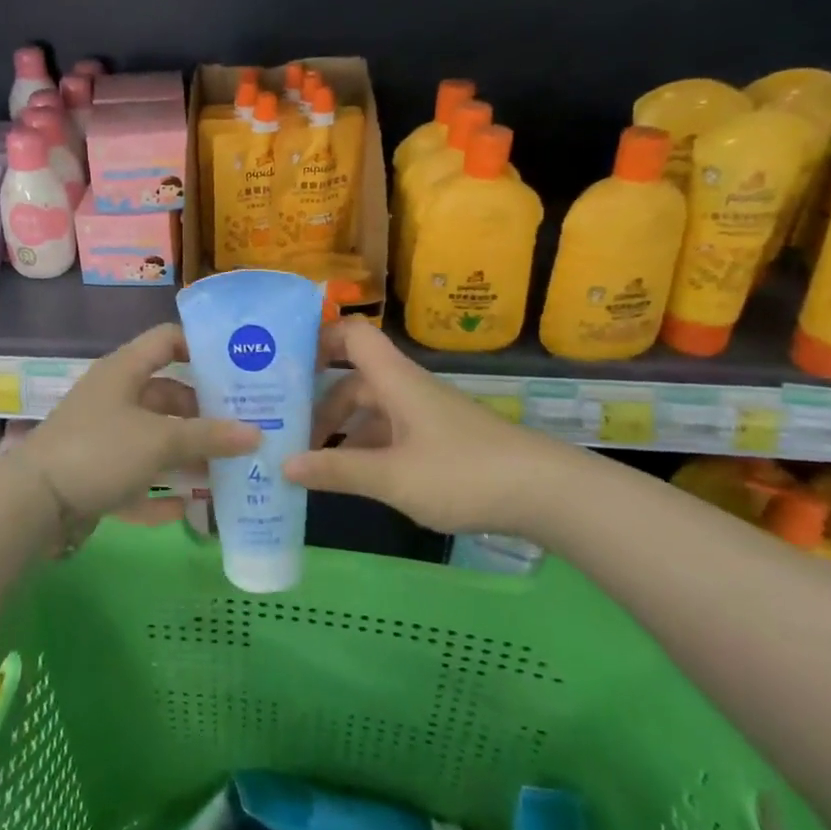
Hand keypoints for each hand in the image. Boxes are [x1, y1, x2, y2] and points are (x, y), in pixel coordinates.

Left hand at [9, 323, 258, 526]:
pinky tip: (191, 507)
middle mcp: (114, 397)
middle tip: (247, 425)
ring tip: (230, 468)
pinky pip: (138, 477)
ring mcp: (104, 437)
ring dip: (188, 453)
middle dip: (205, 412)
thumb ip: (208, 436)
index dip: (201, 346)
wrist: (34, 502)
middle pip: (168, 395)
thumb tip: (256, 434)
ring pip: (155, 438)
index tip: (238, 365)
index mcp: (124, 371)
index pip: (167, 340)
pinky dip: (162, 490)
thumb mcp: (159, 439)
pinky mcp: (96, 474)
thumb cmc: (100, 451)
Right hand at [282, 321, 584, 534]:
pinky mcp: (441, 441)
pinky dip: (366, 449)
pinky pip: (390, 435)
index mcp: (394, 380)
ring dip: (341, 431)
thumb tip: (282, 464)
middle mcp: (407, 389)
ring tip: (310, 462)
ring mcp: (426, 416)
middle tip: (284, 430)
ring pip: (371, 411)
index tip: (282, 361)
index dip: (317, 337)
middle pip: (353, 380)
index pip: (351, 335)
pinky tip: (353, 478)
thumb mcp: (393, 477)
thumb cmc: (464, 473)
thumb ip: (337, 470)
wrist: (548, 494)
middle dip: (317, 403)